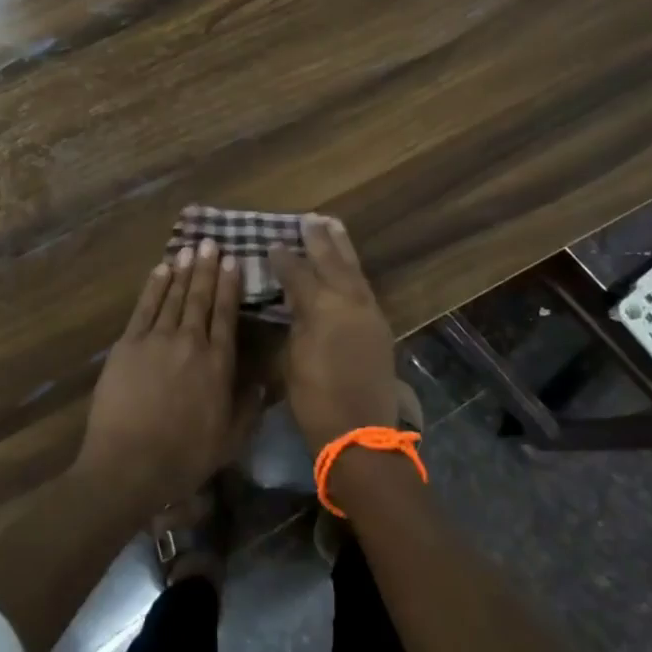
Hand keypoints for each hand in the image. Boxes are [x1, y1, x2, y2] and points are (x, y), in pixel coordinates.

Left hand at [76, 239, 262, 514]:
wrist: (129, 464)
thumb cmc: (184, 457)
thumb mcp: (230, 440)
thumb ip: (249, 407)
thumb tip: (264, 380)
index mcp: (217, 363)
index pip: (226, 314)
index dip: (230, 285)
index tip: (234, 261)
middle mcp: (189, 342)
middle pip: (200, 297)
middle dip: (207, 268)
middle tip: (211, 243)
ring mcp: (156, 339)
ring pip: (173, 296)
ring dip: (182, 271)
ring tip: (190, 249)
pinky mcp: (127, 344)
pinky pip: (144, 307)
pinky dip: (154, 286)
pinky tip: (161, 270)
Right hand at [269, 215, 398, 454]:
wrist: (360, 432)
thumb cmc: (315, 399)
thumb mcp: (290, 359)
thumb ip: (293, 322)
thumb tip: (292, 302)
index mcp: (322, 308)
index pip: (298, 274)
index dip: (283, 259)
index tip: (272, 244)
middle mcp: (348, 302)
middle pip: (332, 262)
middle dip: (319, 240)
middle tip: (310, 218)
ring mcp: (369, 313)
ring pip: (354, 270)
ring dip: (342, 248)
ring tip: (333, 225)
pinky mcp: (379, 326)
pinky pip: (364, 287)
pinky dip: (353, 271)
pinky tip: (347, 266)